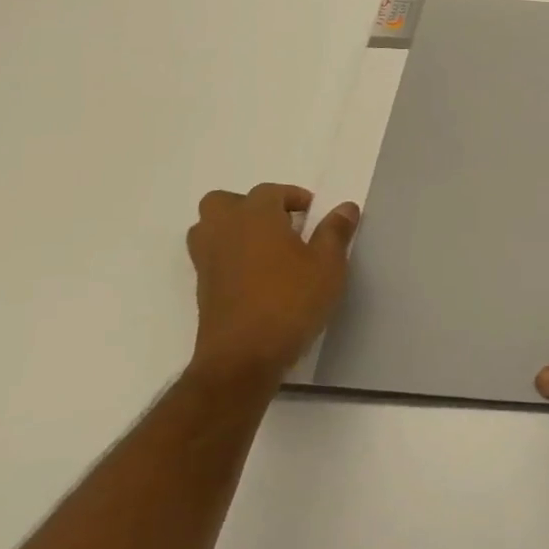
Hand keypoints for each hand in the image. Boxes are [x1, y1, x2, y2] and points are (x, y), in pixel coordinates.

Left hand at [186, 183, 358, 383]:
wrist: (244, 356)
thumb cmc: (291, 300)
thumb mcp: (328, 264)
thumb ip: (335, 232)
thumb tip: (345, 207)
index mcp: (255, 217)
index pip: (270, 192)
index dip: (293, 197)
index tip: (313, 212)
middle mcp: (225, 231)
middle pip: (224, 202)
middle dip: (250, 206)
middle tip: (280, 223)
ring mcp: (208, 261)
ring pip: (210, 228)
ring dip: (234, 229)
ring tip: (266, 247)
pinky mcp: (203, 288)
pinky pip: (212, 256)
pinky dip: (230, 255)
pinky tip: (257, 275)